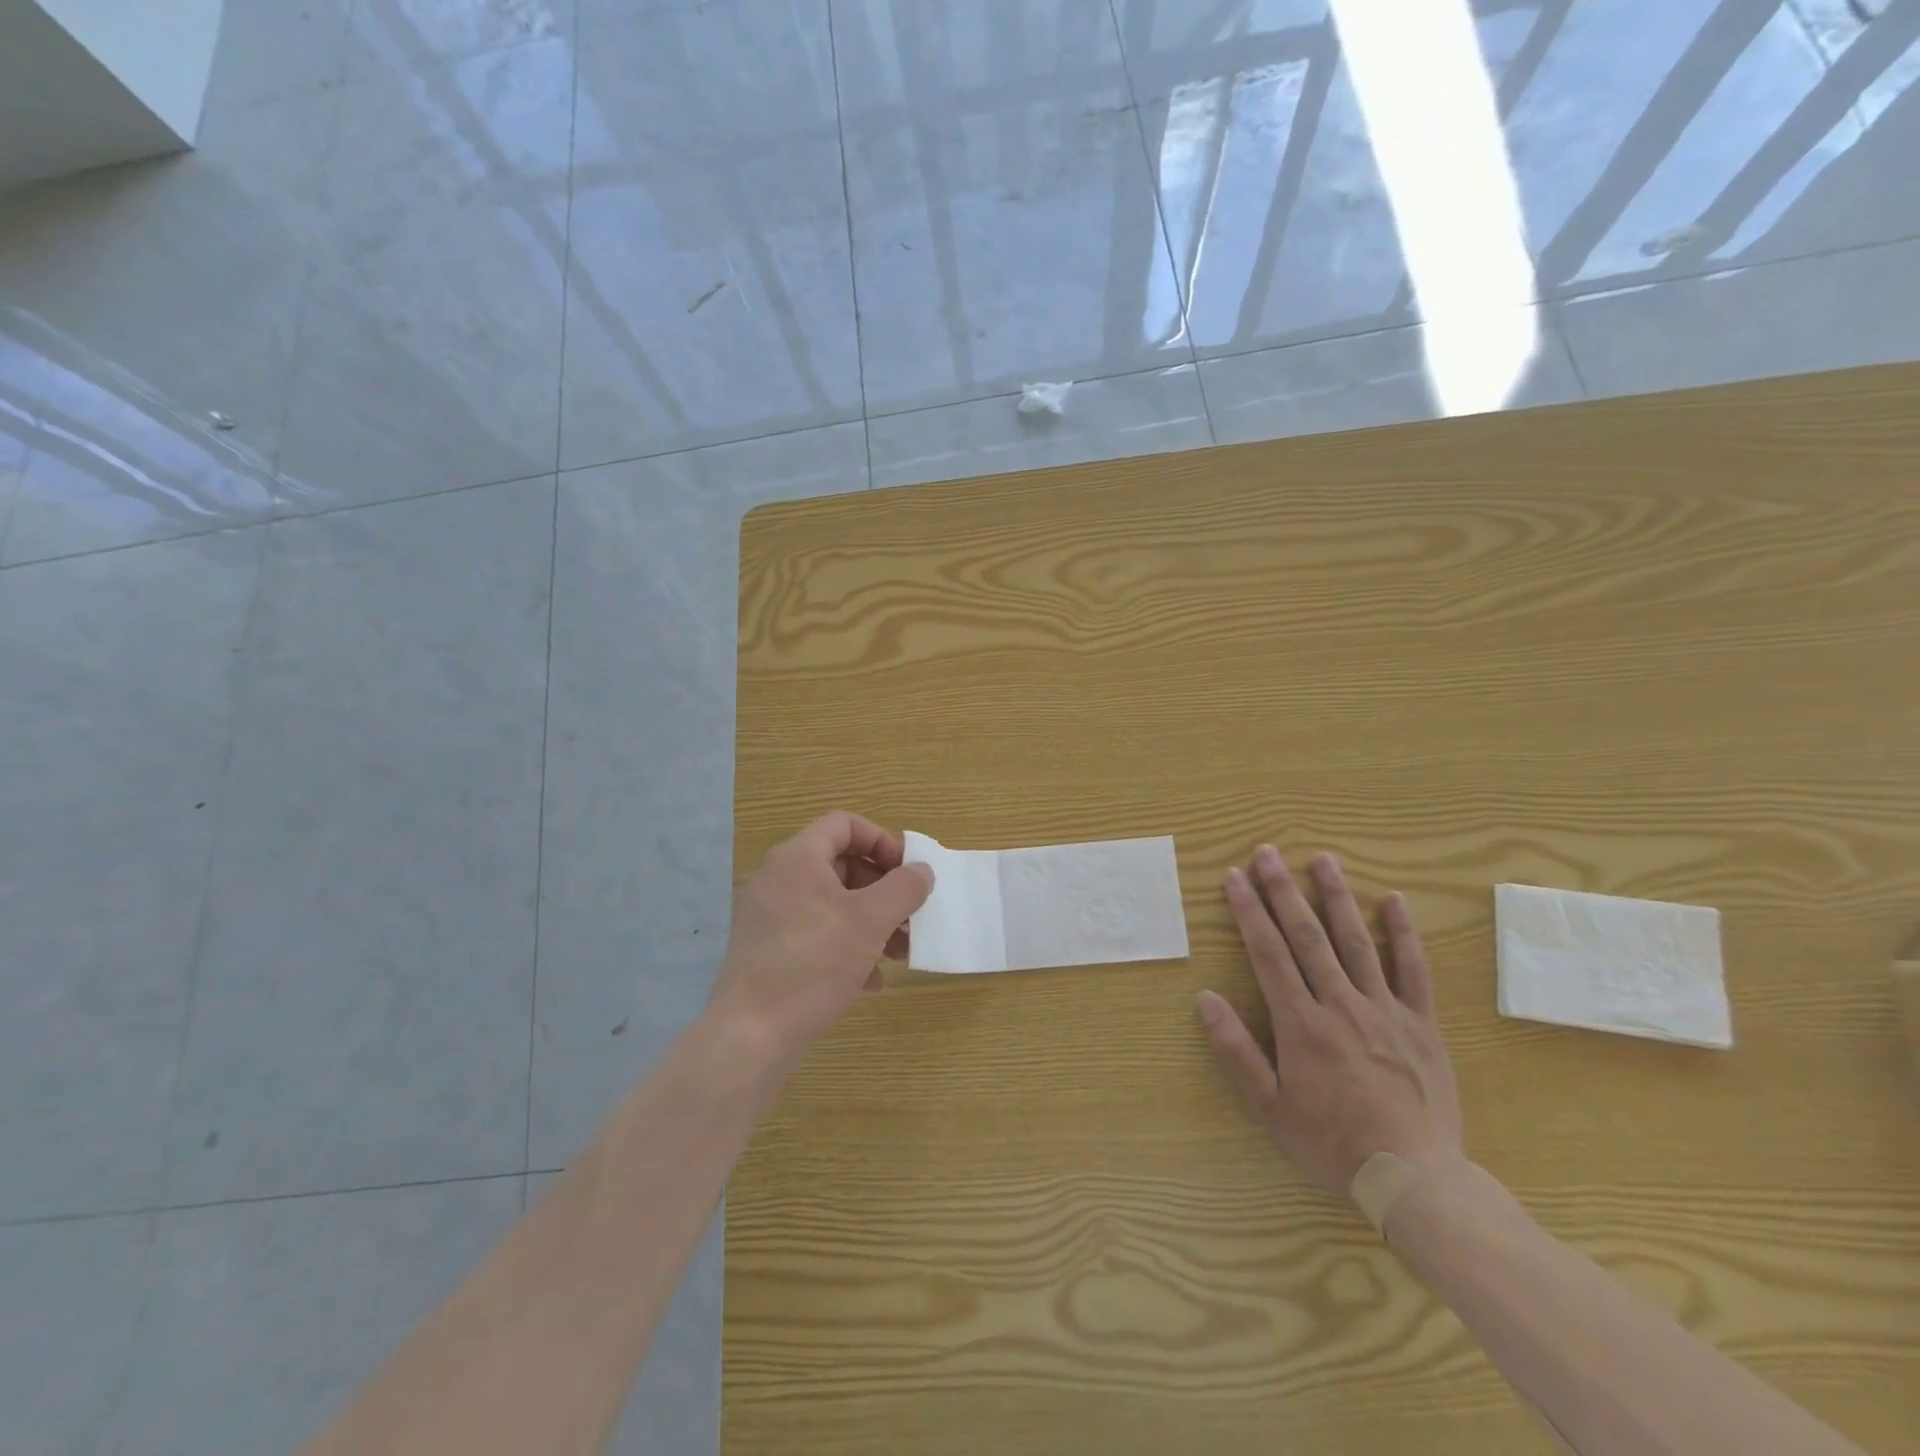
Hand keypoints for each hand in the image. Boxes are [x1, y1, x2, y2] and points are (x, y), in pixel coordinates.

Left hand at [707, 811, 933, 1066]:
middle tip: (909, 916)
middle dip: (882, 889)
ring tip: (899, 952)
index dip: (882, 841)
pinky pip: (816, 932)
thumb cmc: (814, 964)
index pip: (845, 824)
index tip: (907, 873)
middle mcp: (778, 878)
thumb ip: (903, 888)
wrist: (752, 1035)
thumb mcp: (870, 921)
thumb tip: (922, 870)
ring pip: (832, 903)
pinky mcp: (768, 949)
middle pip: (841, 864)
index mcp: (798, 858)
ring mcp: (770, 915)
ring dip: (871, 921)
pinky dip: (847, 946)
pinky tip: (870, 980)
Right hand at [1198, 846, 1461, 1197]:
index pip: (1268, 953)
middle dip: (1283, 890)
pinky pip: (1413, 970)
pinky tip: (1394, 901)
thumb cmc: (1331, 1144)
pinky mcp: (1420, 1023)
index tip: (1235, 877)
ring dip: (1336, 896)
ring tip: (1322, 859)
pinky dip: (1403, 934)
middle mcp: (1340, 1004)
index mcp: (1301, 1024)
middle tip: (1268, 852)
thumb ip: (1235, 1051)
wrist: (1414, 1179)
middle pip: (1307, 936)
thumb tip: (1205, 999)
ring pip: (1356, 941)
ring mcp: (1385, 1010)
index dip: (1249, 911)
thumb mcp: (1269, 1107)